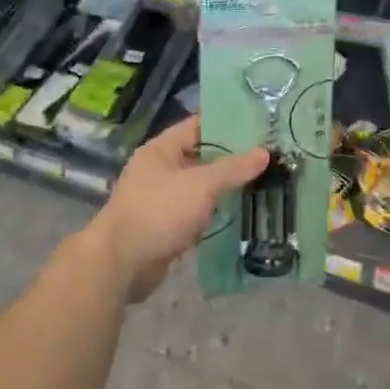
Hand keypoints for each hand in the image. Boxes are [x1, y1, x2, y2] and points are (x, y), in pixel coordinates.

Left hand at [81, 116, 267, 302]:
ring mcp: (162, 199)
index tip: (259, 125)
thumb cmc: (159, 212)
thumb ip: (233, 169)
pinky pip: (196, 212)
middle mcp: (160, 169)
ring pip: (200, 187)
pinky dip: (215, 213)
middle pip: (202, 157)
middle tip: (269, 156)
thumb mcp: (201, 185)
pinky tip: (241, 213)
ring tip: (263, 182)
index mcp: (162, 149)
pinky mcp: (166, 226)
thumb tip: (265, 153)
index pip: (199, 126)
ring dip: (225, 188)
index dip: (228, 124)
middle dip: (232, 158)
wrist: (120, 265)